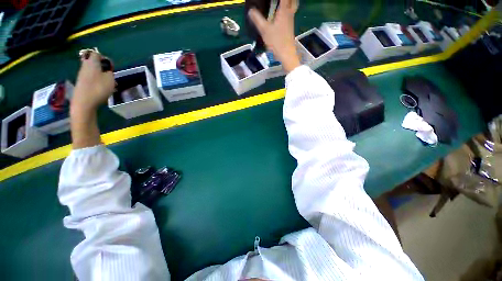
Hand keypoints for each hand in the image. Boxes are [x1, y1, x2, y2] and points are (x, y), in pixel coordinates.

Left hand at [72, 52, 114, 113]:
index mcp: (92, 62)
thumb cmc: (99, 88)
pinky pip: (90, 79)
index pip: (96, 54)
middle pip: (93, 62)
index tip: (110, 66)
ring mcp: (82, 75)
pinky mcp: (81, 84)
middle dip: (101, 67)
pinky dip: (96, 82)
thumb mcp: (111, 79)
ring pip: (92, 71)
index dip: (104, 58)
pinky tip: (102, 89)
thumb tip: (107, 72)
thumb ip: (110, 73)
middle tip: (110, 75)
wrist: (84, 102)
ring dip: (100, 76)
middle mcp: (85, 66)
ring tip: (108, 84)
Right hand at [248, 0, 299, 72]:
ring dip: (288, 3)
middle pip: (292, 0)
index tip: (271, 0)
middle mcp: (289, 13)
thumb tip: (251, 10)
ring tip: (278, 5)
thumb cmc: (276, 41)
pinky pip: (290, 15)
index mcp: (284, 10)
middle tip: (278, 2)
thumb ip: (257, 19)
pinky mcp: (290, 28)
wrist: (286, 54)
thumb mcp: (264, 30)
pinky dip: (286, 11)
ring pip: (292, 7)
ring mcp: (291, 21)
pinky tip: (279, 15)